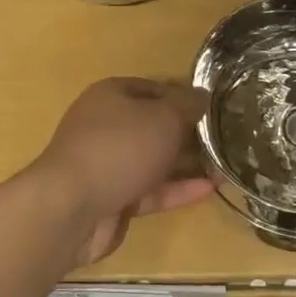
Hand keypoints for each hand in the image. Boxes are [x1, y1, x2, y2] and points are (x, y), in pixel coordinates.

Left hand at [34, 78, 214, 264]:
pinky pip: (150, 190)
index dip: (183, 96)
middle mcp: (106, 126)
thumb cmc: (120, 147)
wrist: (71, 208)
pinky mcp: (112, 198)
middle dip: (187, 133)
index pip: (154, 88)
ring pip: (153, 160)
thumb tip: (202, 96)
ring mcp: (107, 164)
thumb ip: (187, 106)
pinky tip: (209, 190)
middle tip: (223, 140)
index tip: (214, 108)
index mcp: (111, 95)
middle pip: (153, 125)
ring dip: (185, 164)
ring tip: (224, 167)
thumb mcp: (163, 118)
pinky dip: (176, 189)